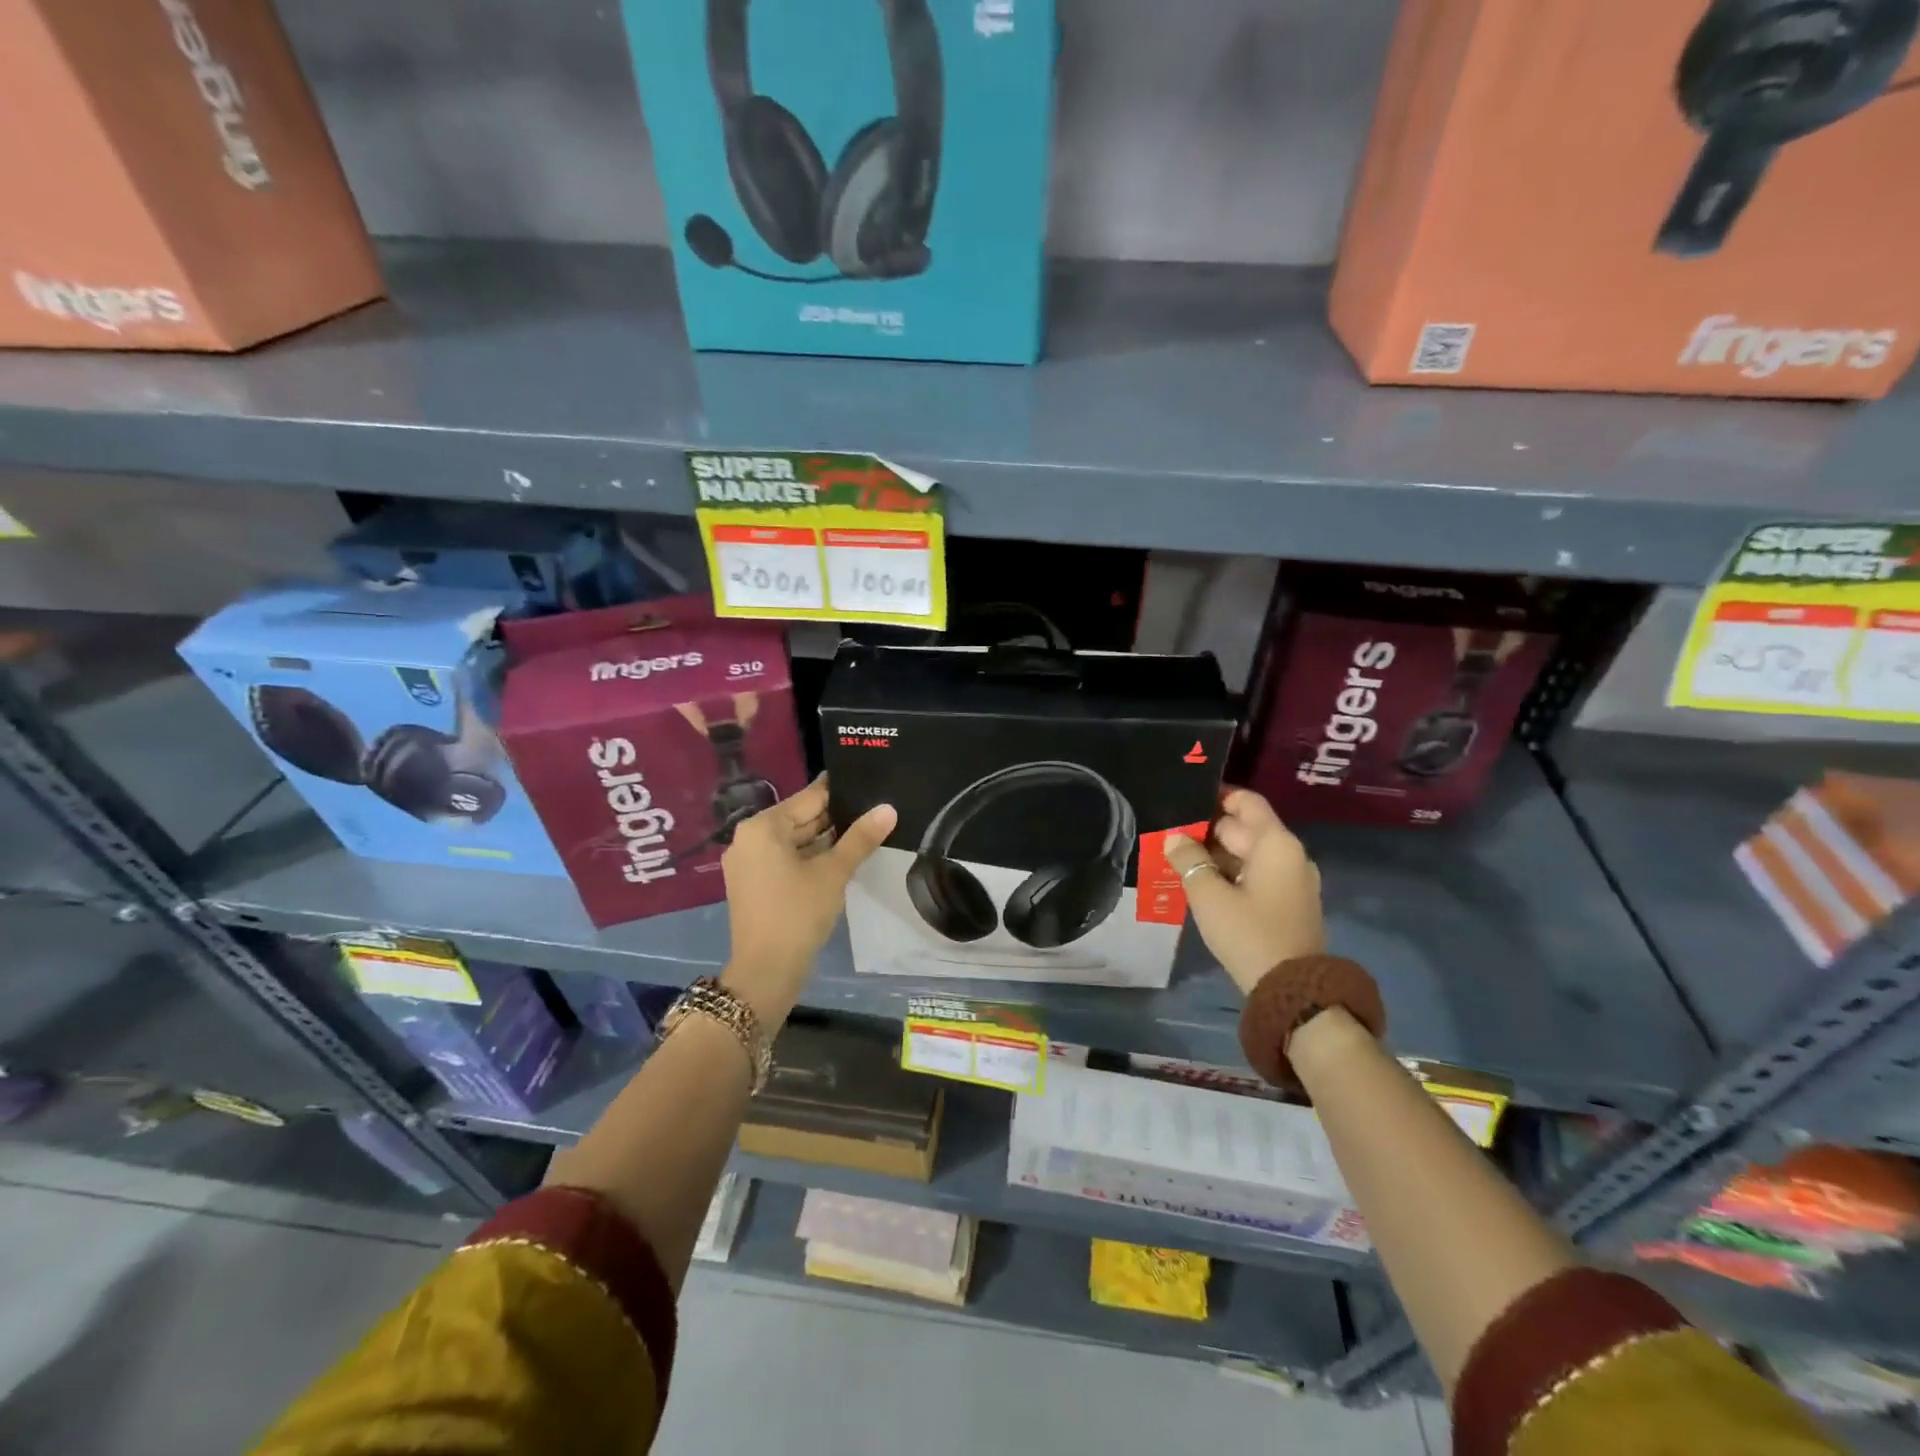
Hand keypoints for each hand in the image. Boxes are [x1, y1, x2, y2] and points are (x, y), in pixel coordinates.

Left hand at [720, 775, 895, 1025]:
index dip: (839, 792)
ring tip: (863, 832)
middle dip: (834, 818)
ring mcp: (747, 862)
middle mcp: (748, 838)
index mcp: (762, 827)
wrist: (766, 971)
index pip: (808, 798)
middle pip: (799, 818)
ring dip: (824, 839)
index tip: (867, 782)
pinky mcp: (752, 883)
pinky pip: (785, 858)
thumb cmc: (798, 913)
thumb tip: (888, 808)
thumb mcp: (834, 872)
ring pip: (793, 840)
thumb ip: (860, 838)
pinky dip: (809, 857)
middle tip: (873, 810)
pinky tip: (840, 858)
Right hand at [1163, 788, 1325, 995]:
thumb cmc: (1249, 933)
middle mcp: (1290, 855)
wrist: (1293, 991)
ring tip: (1178, 857)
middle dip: (1208, 830)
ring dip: (1216, 854)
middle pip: (1245, 828)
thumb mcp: (1209, 895)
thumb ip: (1189, 860)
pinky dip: (1230, 873)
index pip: (1247, 802)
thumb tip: (1174, 838)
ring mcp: (1292, 880)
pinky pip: (1256, 875)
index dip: (1217, 796)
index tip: (1185, 799)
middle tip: (1169, 832)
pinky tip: (1201, 882)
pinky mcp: (1288, 903)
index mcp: (1276, 844)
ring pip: (1248, 854)